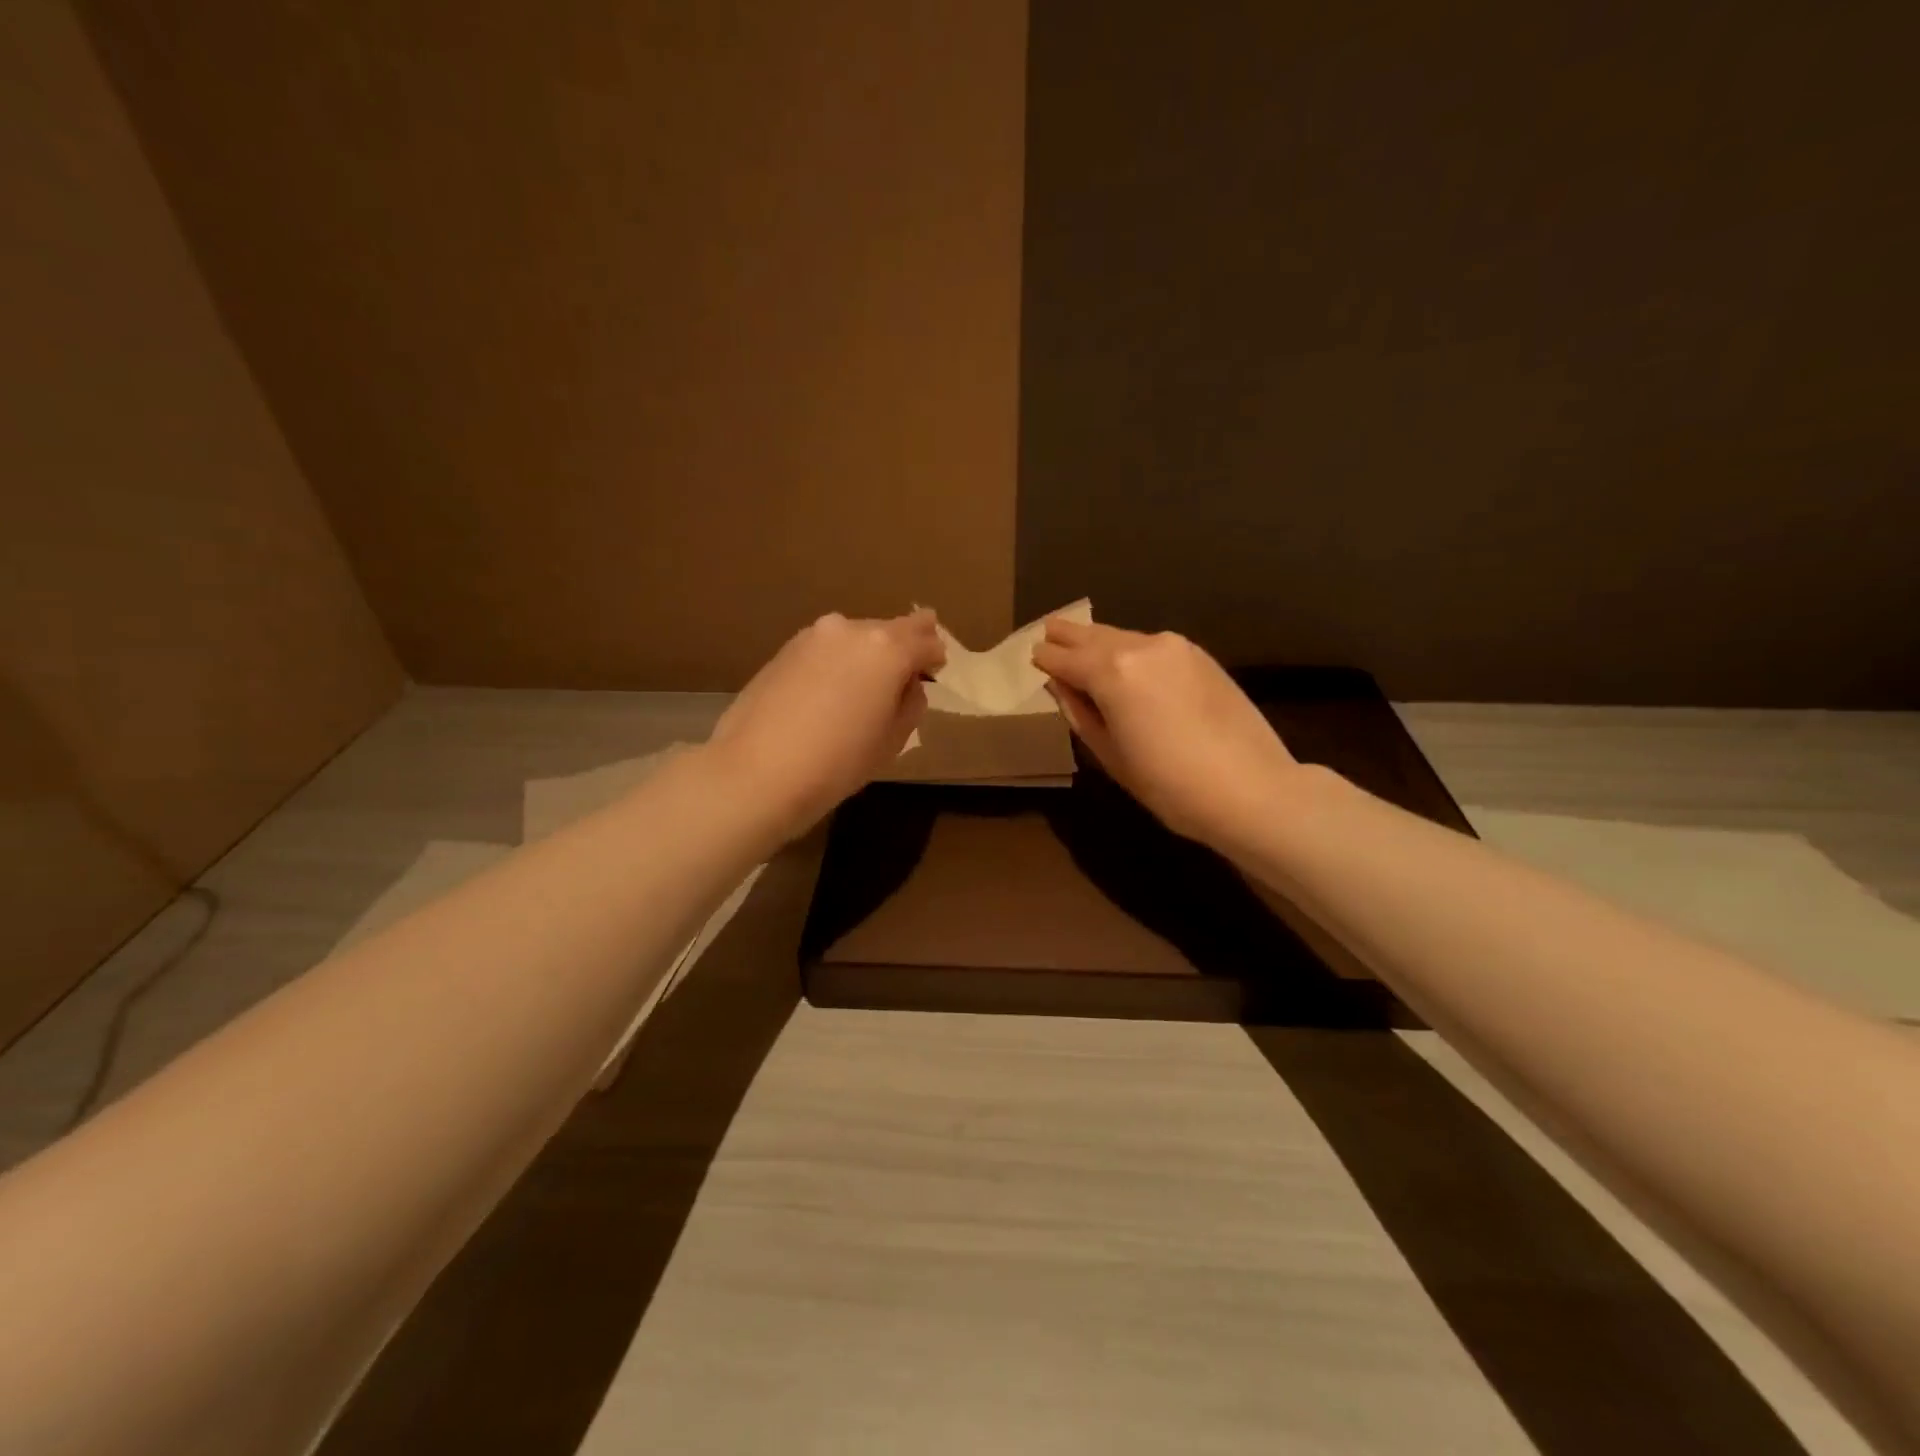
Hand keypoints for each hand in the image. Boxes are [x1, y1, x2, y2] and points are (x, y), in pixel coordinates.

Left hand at [707, 609, 944, 840]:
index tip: (935, 672)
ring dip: (868, 654)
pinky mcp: (785, 649)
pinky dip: (838, 662)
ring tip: (864, 688)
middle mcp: (852, 629)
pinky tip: (831, 692)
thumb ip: (911, 704)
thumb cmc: (838, 762)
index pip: (927, 639)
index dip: (935, 657)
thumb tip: (908, 685)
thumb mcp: (892, 740)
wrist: (757, 772)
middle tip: (904, 676)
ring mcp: (814, 636)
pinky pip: (827, 649)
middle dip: (903, 648)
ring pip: (856, 637)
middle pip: (891, 629)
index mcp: (888, 648)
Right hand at [1032, 619, 1298, 846]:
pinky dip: (1131, 650)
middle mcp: (1141, 647)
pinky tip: (1126, 661)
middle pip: (1094, 636)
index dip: (1046, 658)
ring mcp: (1175, 648)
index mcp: (1112, 672)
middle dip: (1070, 636)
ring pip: (1124, 637)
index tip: (1034, 656)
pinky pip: (1152, 646)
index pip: (1065, 658)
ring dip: (1101, 641)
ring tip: (1083, 644)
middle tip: (1050, 630)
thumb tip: (1060, 685)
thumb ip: (1080, 712)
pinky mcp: (1200, 657)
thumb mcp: (1111, 754)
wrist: (1253, 790)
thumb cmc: (1170, 785)